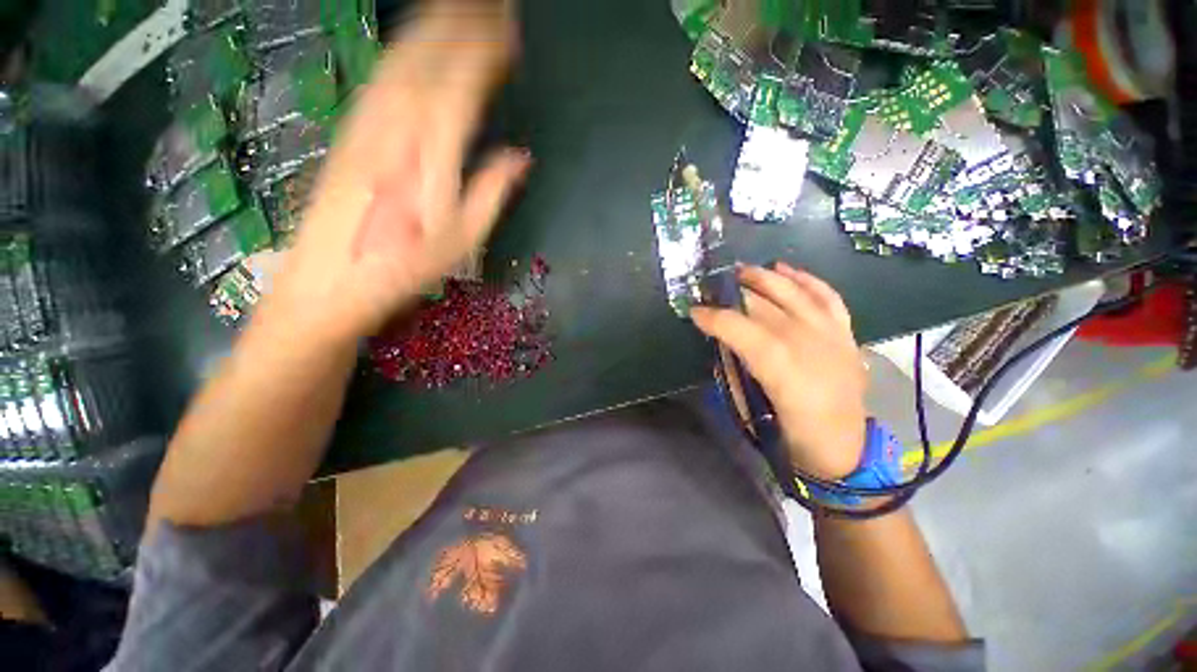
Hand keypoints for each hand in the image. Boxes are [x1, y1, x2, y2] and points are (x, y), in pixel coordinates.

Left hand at [268, 0, 529, 341]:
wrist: (329, 283)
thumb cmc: (402, 269)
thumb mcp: (461, 241)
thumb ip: (491, 193)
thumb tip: (520, 158)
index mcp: (427, 154)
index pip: (461, 86)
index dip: (486, 55)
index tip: (511, 32)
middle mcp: (393, 125)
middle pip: (430, 56)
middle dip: (462, 22)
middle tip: (493, 4)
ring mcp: (366, 123)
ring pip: (402, 57)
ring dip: (433, 25)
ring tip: (460, 8)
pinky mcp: (350, 130)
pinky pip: (381, 76)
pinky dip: (404, 48)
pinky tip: (416, 39)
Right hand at [691, 264, 866, 480]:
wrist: (844, 449)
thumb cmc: (791, 434)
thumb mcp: (752, 407)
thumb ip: (736, 368)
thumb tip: (724, 341)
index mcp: (781, 366)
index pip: (740, 328)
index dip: (714, 317)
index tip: (694, 312)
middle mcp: (808, 342)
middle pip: (764, 304)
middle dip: (733, 292)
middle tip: (712, 289)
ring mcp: (831, 334)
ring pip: (794, 291)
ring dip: (765, 277)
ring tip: (742, 270)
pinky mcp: (845, 333)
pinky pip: (827, 296)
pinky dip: (806, 279)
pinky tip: (786, 269)